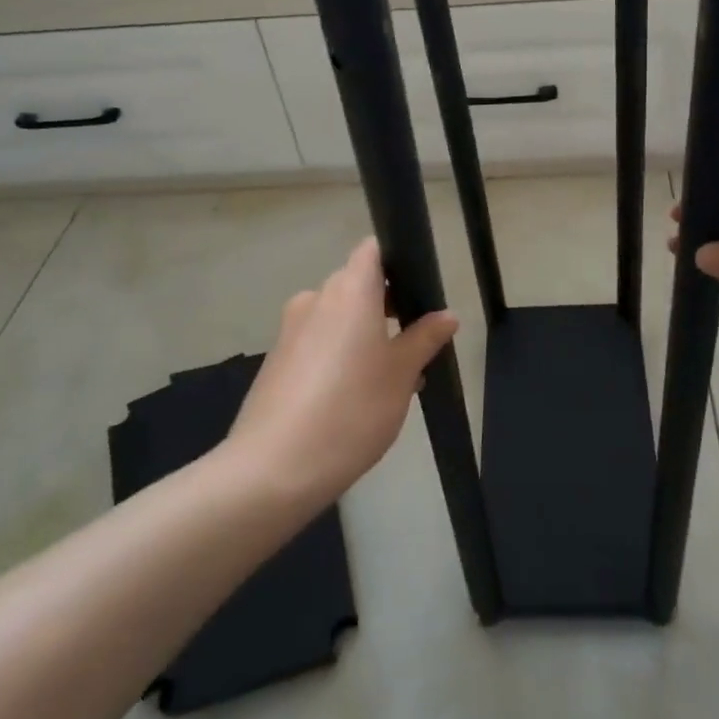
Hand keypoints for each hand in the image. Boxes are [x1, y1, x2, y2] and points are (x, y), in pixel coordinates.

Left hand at [224, 238, 456, 503]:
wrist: (273, 469)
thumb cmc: (351, 410)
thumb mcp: (401, 375)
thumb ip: (424, 338)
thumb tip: (446, 315)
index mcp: (350, 289)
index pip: (373, 249)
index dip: (398, 261)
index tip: (419, 291)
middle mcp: (317, 298)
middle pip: (357, 284)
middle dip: (387, 307)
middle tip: (414, 345)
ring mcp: (291, 329)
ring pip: (338, 317)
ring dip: (364, 335)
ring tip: (390, 380)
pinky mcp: (276, 359)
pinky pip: (317, 341)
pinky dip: (339, 355)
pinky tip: (354, 398)